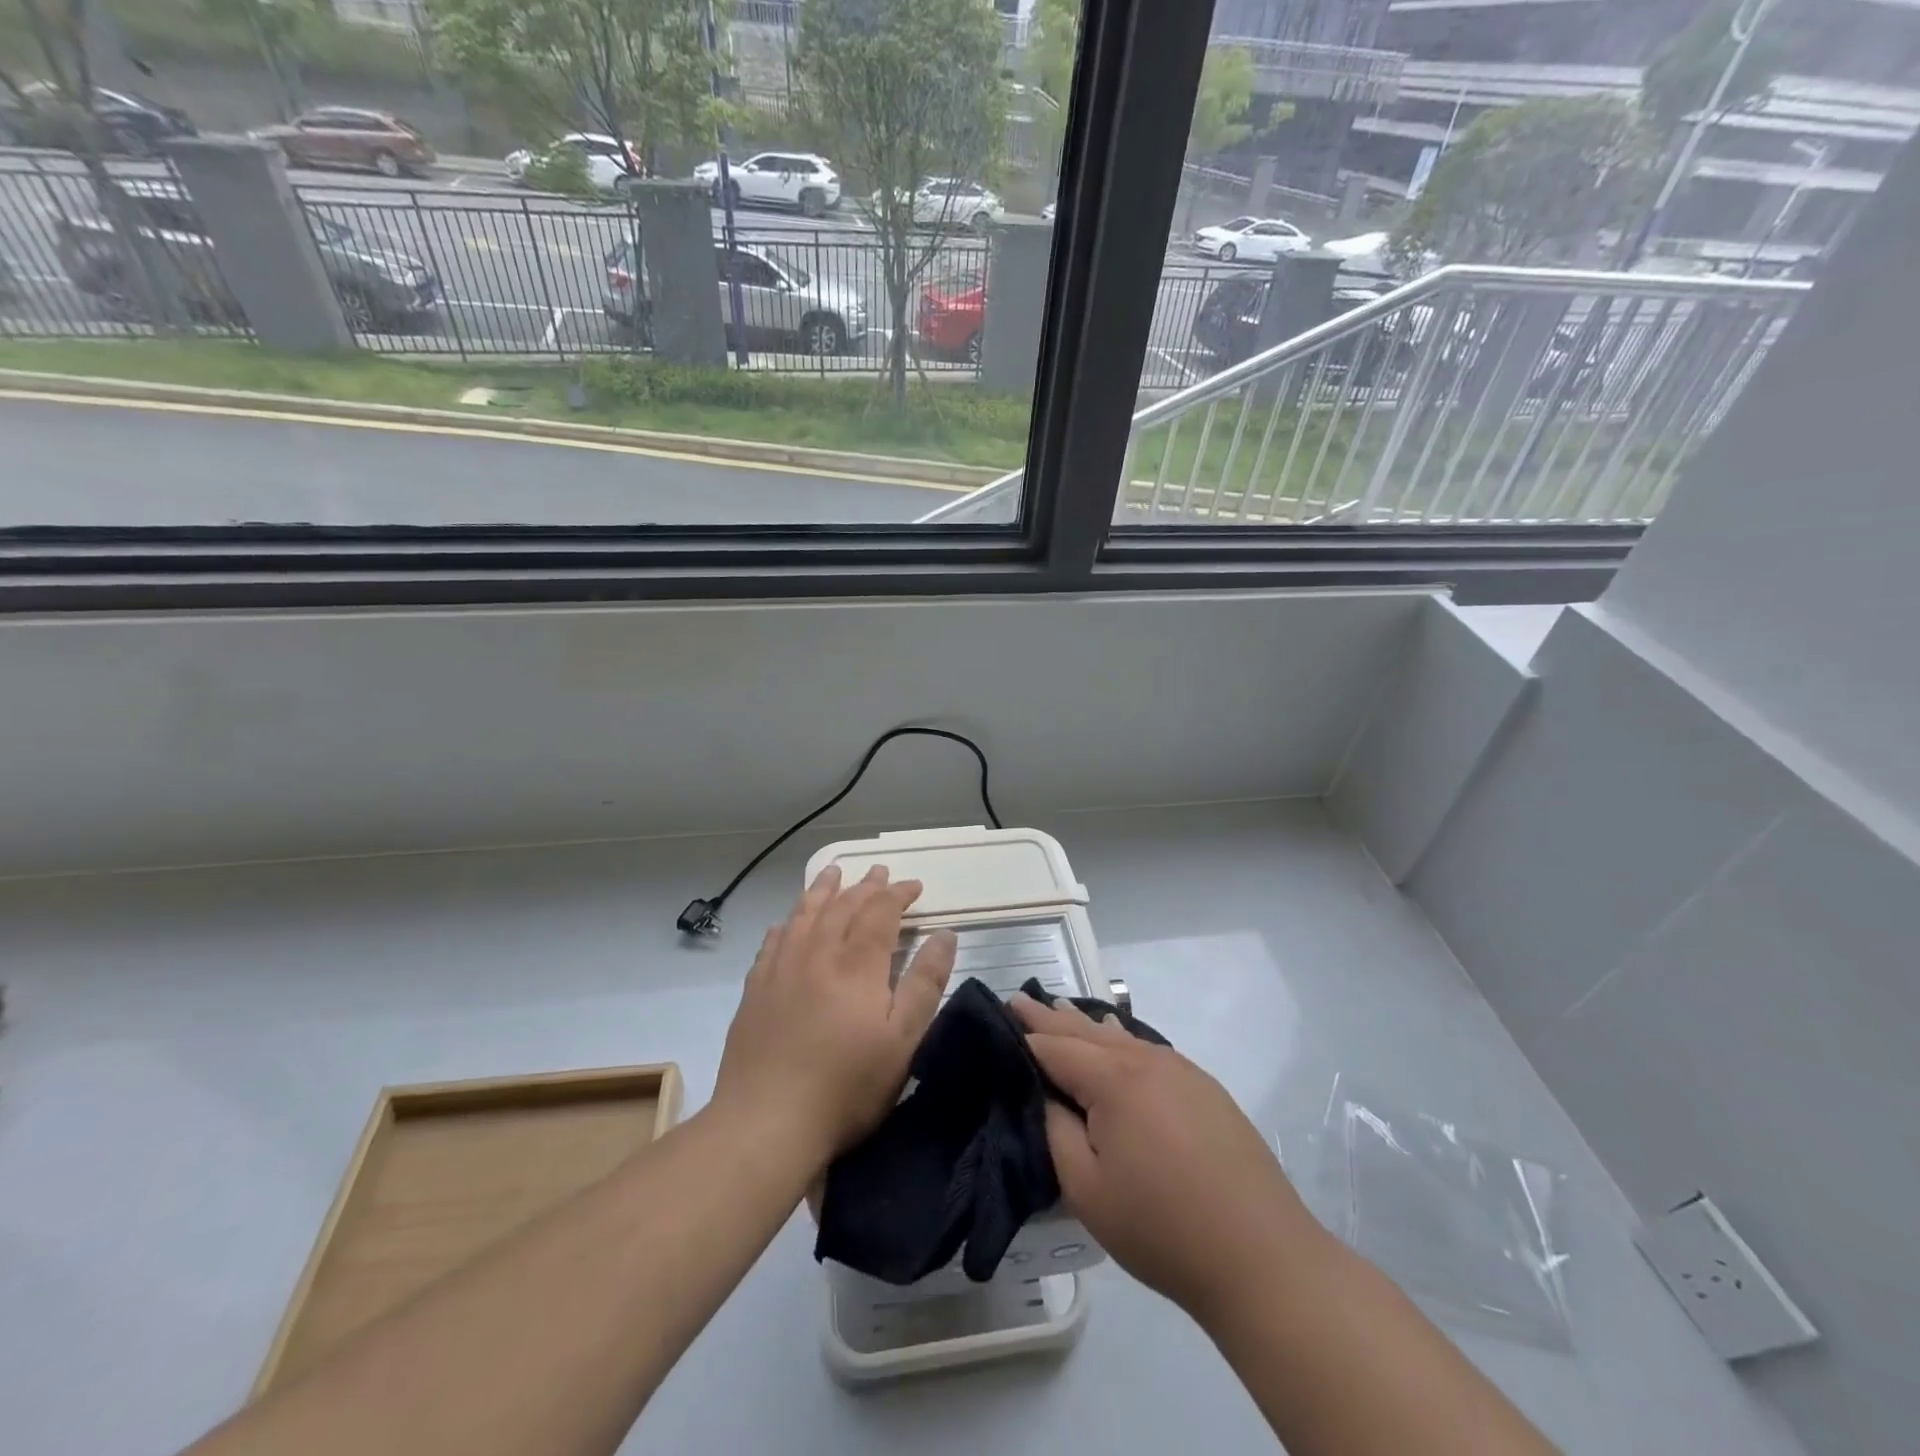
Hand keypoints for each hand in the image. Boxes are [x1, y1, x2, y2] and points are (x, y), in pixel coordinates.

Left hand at [714, 865, 956, 1165]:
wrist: (766, 1122)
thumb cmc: (846, 1085)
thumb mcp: (902, 1040)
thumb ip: (925, 983)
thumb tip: (945, 934)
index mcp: (856, 964)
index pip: (880, 912)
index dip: (898, 894)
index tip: (915, 886)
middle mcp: (817, 954)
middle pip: (842, 906)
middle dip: (865, 886)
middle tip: (879, 872)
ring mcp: (781, 970)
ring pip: (804, 915)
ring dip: (822, 891)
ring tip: (832, 873)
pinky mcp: (755, 991)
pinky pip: (772, 943)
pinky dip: (786, 925)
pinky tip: (786, 923)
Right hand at [1011, 993, 1323, 1325]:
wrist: (1262, 1256)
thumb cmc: (1162, 1227)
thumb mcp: (1088, 1189)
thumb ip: (1056, 1132)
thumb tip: (1046, 1097)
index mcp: (1113, 1079)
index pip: (1054, 1047)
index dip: (1023, 1035)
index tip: (997, 1015)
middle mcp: (1145, 1060)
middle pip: (1086, 1031)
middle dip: (1050, 1017)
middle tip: (1019, 1000)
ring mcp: (1180, 1070)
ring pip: (1119, 1037)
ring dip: (1085, 1025)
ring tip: (1059, 1009)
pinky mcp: (1204, 1088)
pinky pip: (1148, 1049)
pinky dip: (1120, 1039)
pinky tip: (1115, 1037)